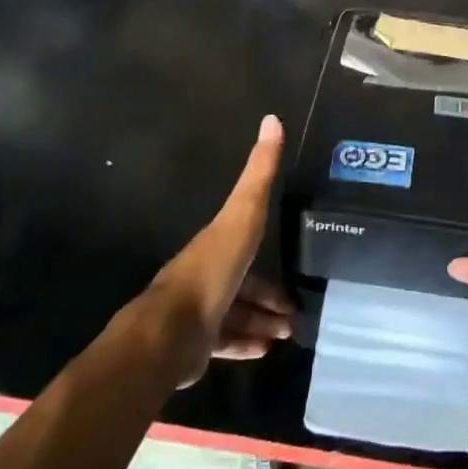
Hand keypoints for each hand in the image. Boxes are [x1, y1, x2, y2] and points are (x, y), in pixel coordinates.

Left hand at [145, 115, 293, 386]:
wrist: (171, 331)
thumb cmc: (212, 270)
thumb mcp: (243, 214)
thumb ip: (259, 173)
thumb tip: (272, 118)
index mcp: (217, 244)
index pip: (247, 247)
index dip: (270, 263)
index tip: (293, 278)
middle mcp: (207, 275)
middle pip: (244, 286)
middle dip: (270, 299)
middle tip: (296, 314)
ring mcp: (199, 312)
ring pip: (236, 315)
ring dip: (262, 322)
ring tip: (287, 333)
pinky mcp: (195, 346)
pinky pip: (224, 342)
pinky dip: (245, 344)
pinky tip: (264, 351)